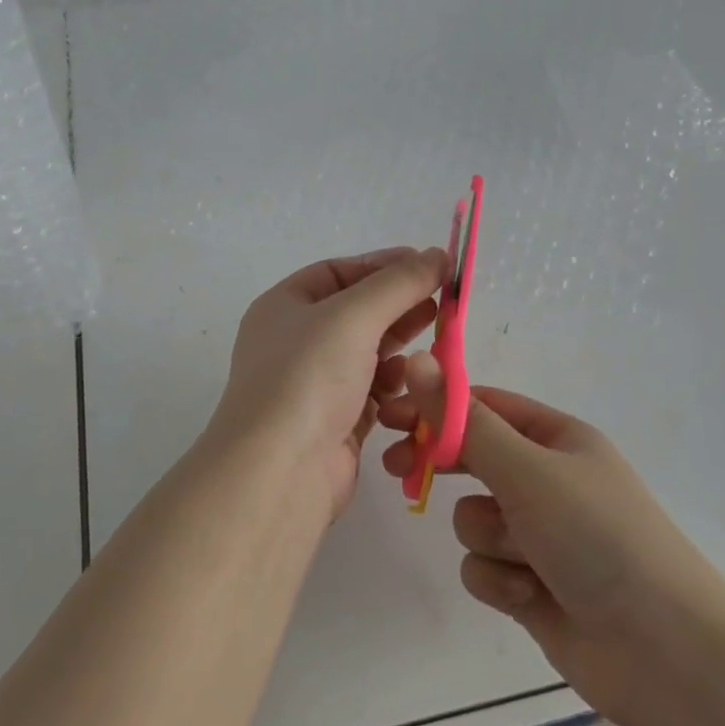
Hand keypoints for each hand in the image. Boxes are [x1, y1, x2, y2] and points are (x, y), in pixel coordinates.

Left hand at [206, 248, 449, 522]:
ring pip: (368, 354)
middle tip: (444, 303)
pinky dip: (394, 386)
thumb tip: (438, 254)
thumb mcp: (353, 316)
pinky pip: (373, 393)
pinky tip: (413, 383)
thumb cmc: (308, 377)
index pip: (338, 272)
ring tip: (435, 342)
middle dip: (399, 306)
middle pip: (357, 313)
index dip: (383, 266)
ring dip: (400, 347)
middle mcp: (296, 342)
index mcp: (284, 307)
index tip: (429, 266)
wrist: (279, 471)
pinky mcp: (336, 422)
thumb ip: (399, 283)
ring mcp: (315, 384)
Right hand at [380, 356, 724, 725]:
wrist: (665, 654)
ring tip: (525, 558)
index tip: (390, 416)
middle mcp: (547, 481)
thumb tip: (417, 361)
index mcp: (556, 439)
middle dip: (441, 468)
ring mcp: (539, 536)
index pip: (482, 407)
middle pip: (472, 460)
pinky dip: (500, 581)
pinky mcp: (530, 585)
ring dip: (489, 538)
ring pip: (474, 520)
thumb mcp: (527, 470)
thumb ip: (464, 422)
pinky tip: (530, 597)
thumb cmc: (598, 538)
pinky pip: (484, 568)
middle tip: (397, 468)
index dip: (435, 407)